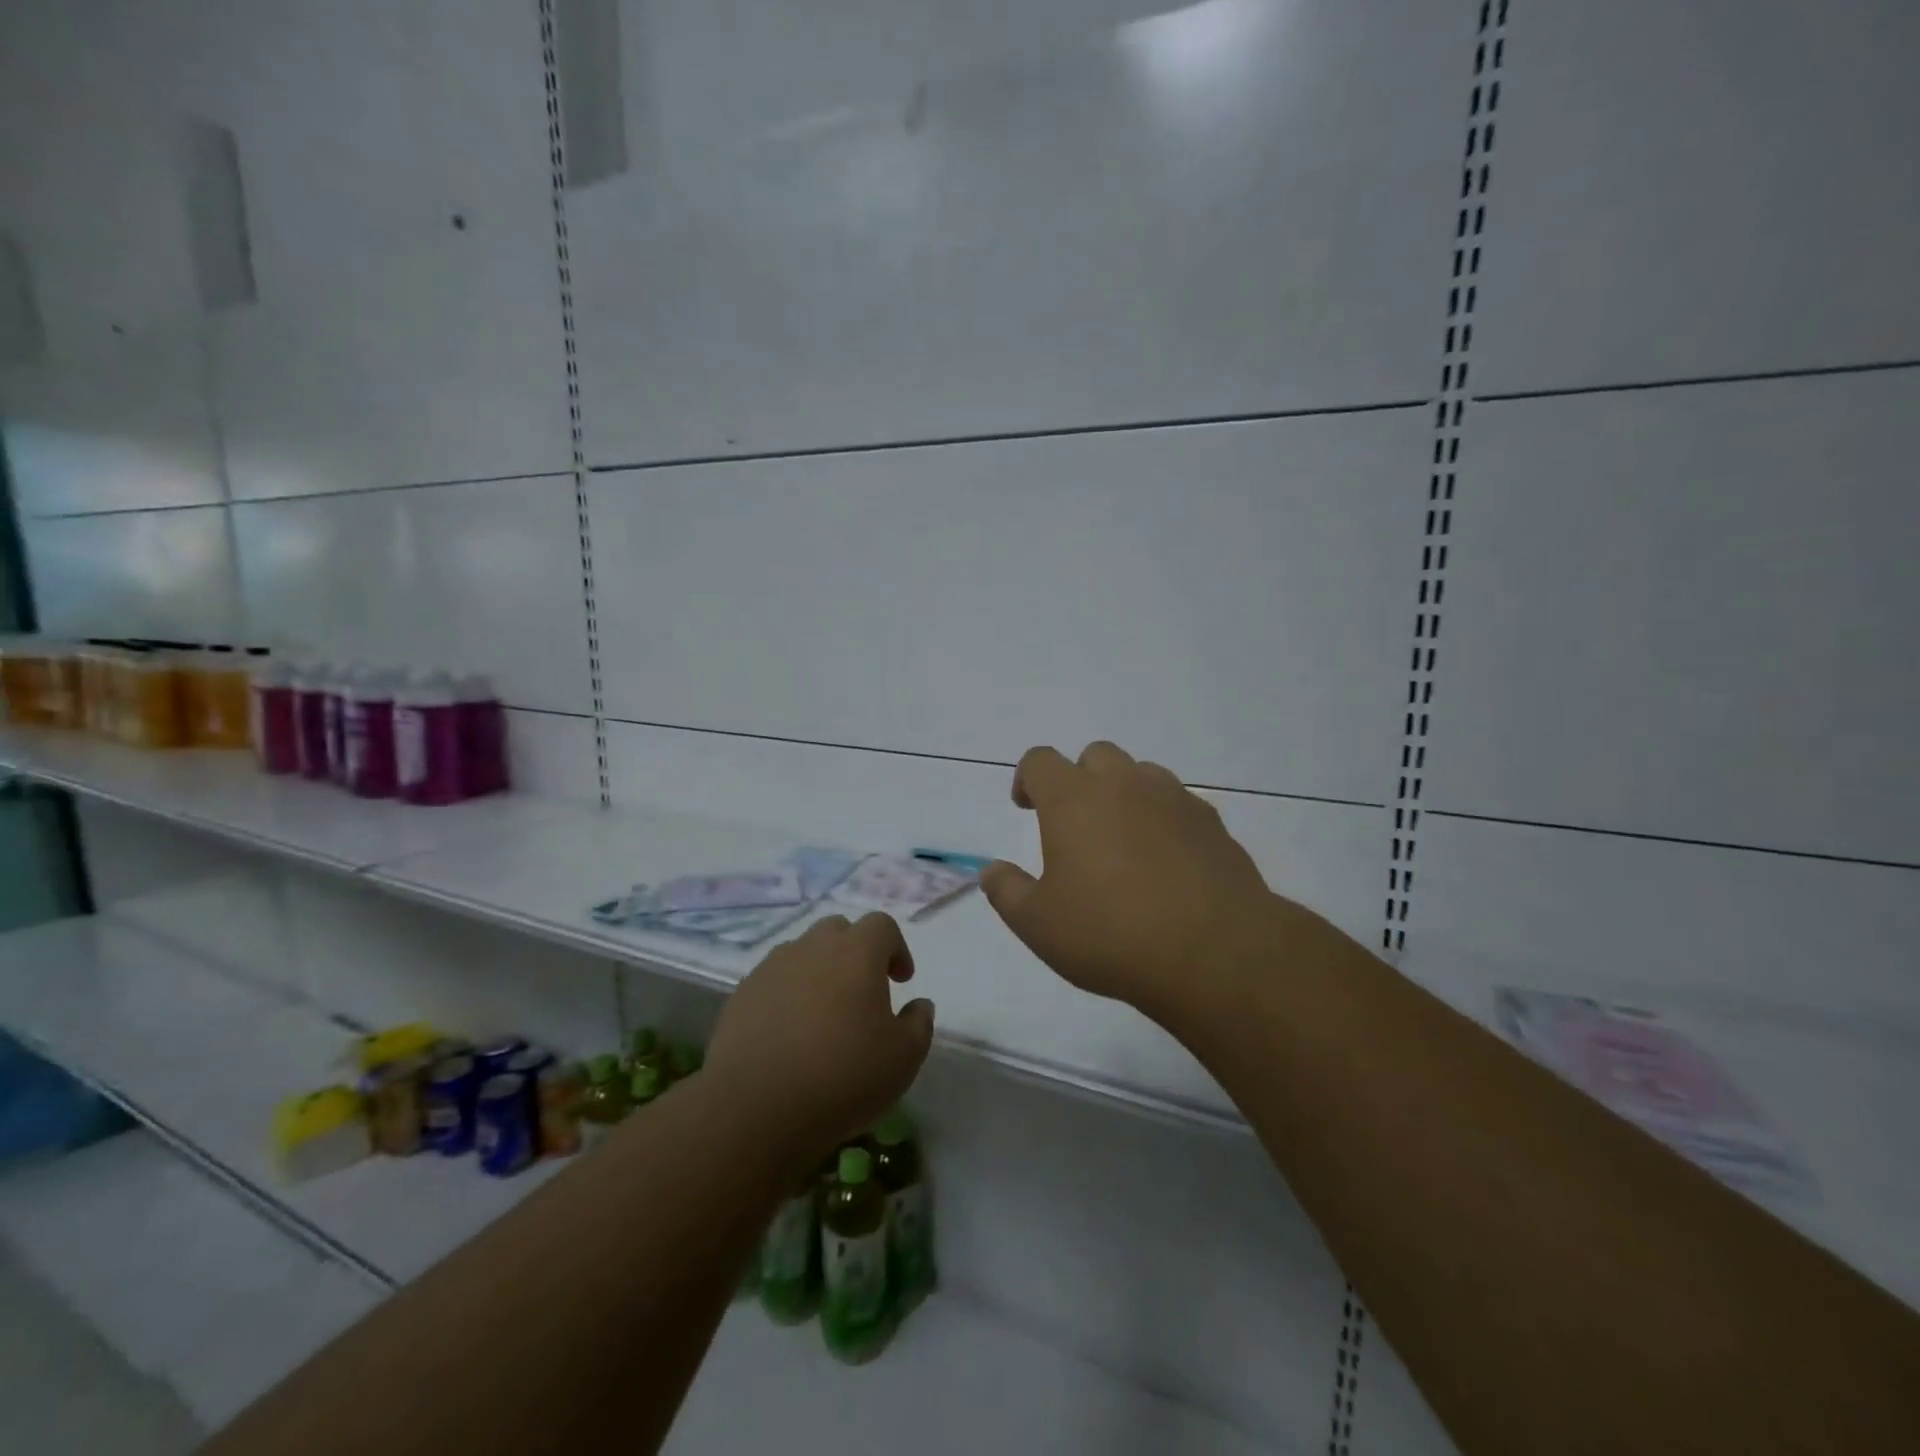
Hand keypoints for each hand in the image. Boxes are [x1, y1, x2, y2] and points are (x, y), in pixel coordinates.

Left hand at [705, 912, 933, 1170]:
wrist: (754, 1108)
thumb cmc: (842, 1077)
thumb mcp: (903, 1058)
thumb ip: (919, 1023)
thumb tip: (919, 1005)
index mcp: (857, 952)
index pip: (882, 925)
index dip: (896, 948)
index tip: (901, 981)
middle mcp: (813, 947)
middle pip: (839, 930)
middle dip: (855, 952)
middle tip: (863, 992)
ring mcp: (772, 968)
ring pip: (803, 953)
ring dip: (819, 971)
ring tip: (824, 1014)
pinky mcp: (742, 994)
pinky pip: (774, 981)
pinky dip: (788, 994)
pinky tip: (790, 1033)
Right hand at [982, 741, 1305, 1021]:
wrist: (1214, 952)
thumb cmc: (1111, 934)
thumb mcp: (1038, 924)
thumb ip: (1006, 891)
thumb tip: (991, 870)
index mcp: (1073, 799)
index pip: (1040, 760)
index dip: (1027, 778)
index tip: (1026, 806)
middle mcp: (1123, 784)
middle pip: (1094, 755)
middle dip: (1078, 779)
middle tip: (1075, 824)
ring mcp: (1173, 798)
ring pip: (1141, 773)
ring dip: (1123, 793)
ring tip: (1122, 840)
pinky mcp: (1211, 822)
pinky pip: (1178, 802)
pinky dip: (1162, 818)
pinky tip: (1165, 861)